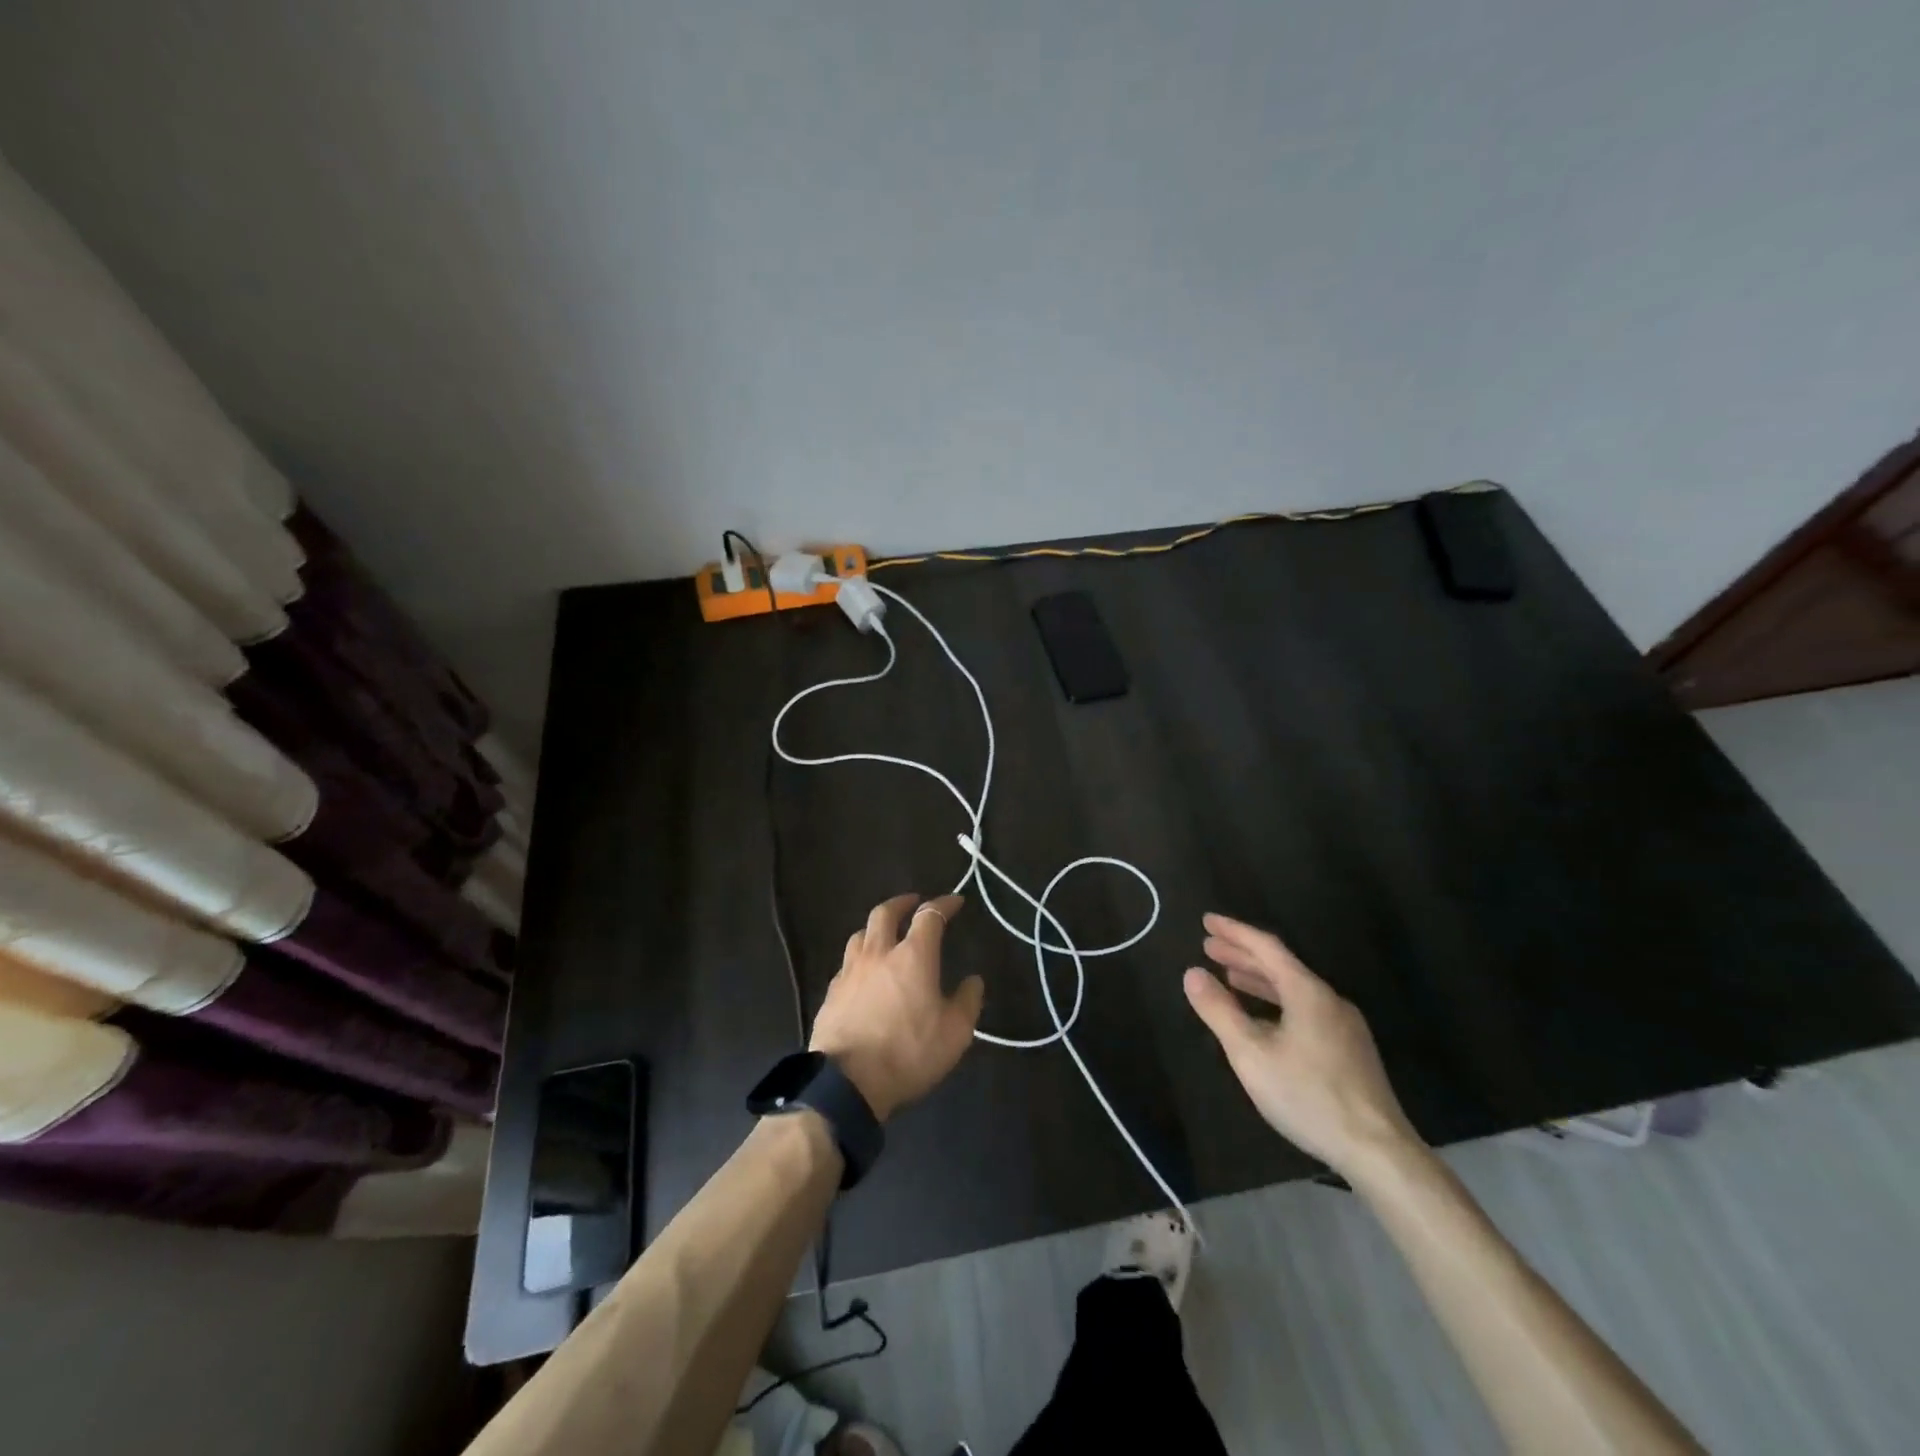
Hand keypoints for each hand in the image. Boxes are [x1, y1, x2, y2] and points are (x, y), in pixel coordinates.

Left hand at [809, 893, 983, 1122]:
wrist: (847, 1082)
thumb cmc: (908, 1053)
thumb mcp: (955, 1033)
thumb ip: (967, 1002)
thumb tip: (973, 981)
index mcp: (913, 956)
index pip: (929, 916)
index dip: (944, 904)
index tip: (955, 901)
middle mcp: (879, 953)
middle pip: (885, 913)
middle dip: (902, 903)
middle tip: (913, 903)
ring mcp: (850, 971)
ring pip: (860, 934)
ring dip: (876, 927)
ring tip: (885, 933)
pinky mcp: (832, 992)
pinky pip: (847, 962)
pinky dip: (860, 957)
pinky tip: (864, 971)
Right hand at [1183, 912, 1420, 1176]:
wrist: (1378, 1151)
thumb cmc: (1308, 1096)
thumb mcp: (1251, 1054)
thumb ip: (1219, 1011)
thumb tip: (1192, 974)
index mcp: (1307, 992)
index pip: (1267, 947)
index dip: (1234, 931)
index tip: (1207, 921)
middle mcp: (1329, 1000)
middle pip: (1281, 965)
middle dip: (1242, 953)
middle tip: (1209, 945)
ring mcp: (1344, 1026)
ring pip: (1294, 989)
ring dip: (1258, 979)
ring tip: (1229, 976)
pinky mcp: (1350, 1050)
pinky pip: (1305, 1009)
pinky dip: (1276, 1002)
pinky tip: (1262, 1020)